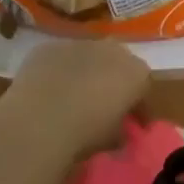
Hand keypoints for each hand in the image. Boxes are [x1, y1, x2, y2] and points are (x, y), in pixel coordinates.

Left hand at [3, 39, 151, 161]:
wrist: (39, 121)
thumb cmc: (86, 132)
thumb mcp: (113, 139)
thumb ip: (121, 130)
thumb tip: (119, 132)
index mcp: (137, 73)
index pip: (143, 88)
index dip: (138, 108)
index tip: (133, 124)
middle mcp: (112, 50)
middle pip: (117, 64)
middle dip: (113, 82)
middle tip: (102, 105)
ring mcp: (79, 44)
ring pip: (87, 57)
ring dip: (85, 73)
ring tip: (72, 96)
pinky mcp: (49, 47)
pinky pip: (58, 59)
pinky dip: (57, 71)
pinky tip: (47, 90)